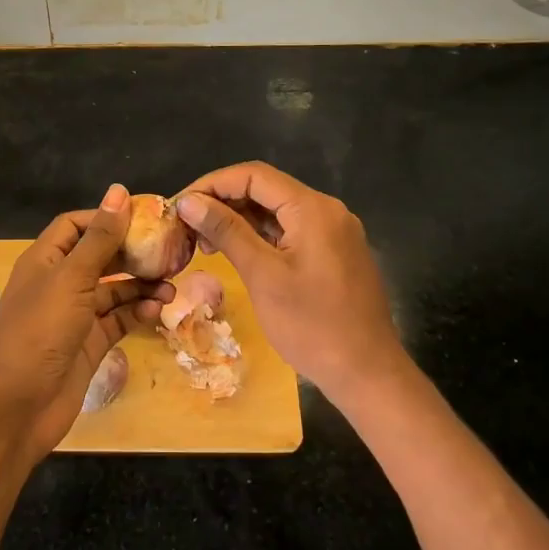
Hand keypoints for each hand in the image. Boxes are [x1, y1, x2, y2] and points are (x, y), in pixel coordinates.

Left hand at [0, 183, 170, 463]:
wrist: (17, 406)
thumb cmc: (40, 331)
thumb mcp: (71, 278)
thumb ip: (100, 238)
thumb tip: (119, 191)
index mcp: (45, 260)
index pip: (76, 226)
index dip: (106, 218)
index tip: (144, 217)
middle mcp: (59, 283)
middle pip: (99, 257)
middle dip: (132, 254)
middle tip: (169, 252)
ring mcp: (74, 316)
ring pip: (113, 291)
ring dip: (140, 286)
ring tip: (171, 286)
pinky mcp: (88, 345)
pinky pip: (117, 320)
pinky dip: (137, 313)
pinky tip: (158, 311)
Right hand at [175, 162, 402, 402]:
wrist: (367, 373)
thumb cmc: (311, 325)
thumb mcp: (262, 275)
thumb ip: (226, 231)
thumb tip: (188, 201)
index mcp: (313, 209)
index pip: (254, 176)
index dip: (213, 184)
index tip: (181, 205)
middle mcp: (327, 210)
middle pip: (266, 190)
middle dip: (223, 202)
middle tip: (188, 227)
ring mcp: (333, 232)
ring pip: (277, 212)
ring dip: (239, 221)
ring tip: (204, 243)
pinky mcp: (333, 253)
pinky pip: (290, 231)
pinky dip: (260, 237)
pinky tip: (235, 252)